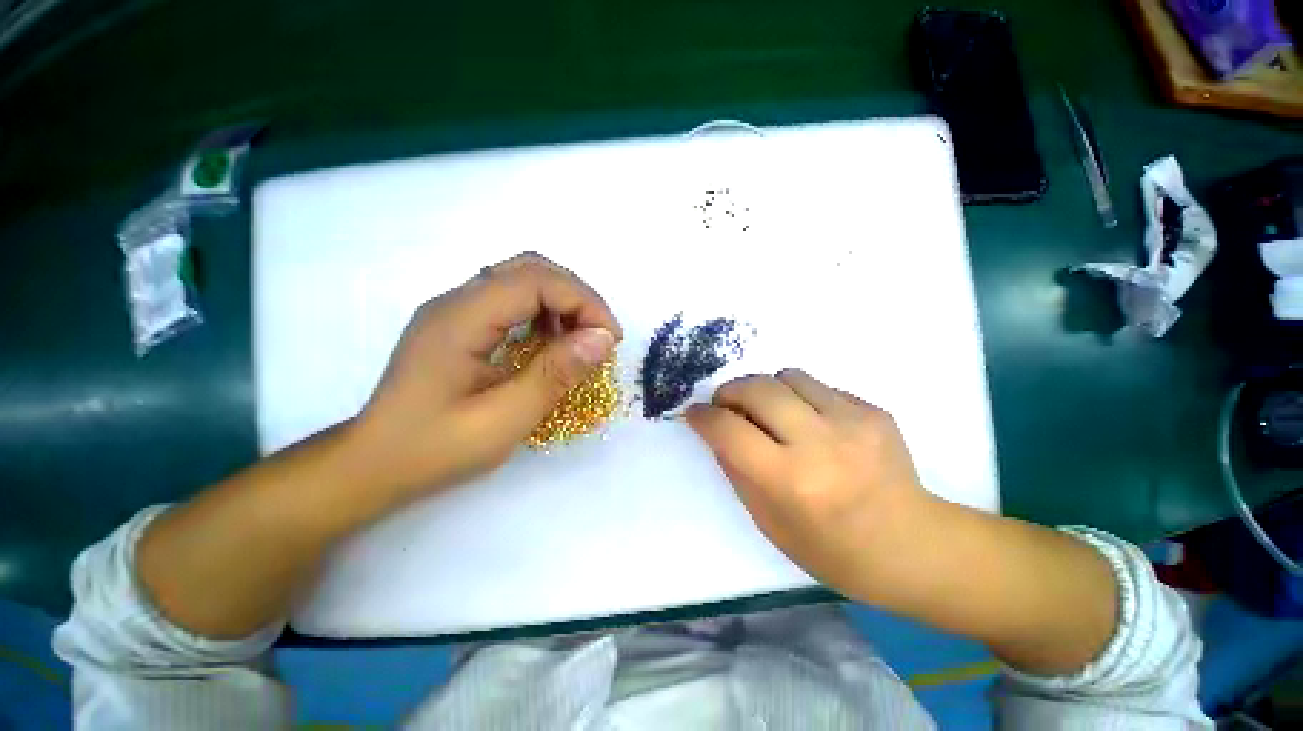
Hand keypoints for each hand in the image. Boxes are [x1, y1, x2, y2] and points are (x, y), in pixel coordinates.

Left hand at [352, 252, 621, 496]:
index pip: (536, 281)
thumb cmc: (433, 450)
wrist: (372, 465)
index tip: (610, 340)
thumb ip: (554, 375)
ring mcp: (455, 310)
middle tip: (601, 335)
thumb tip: (602, 339)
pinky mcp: (459, 324)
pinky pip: (511, 300)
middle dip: (577, 297)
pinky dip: (543, 313)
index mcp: (461, 318)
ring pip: (522, 279)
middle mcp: (456, 301)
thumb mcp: (502, 420)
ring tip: (581, 340)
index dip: (584, 302)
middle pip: (530, 269)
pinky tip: (551, 343)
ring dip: (562, 302)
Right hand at [686, 369, 934, 605]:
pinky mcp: (874, 411)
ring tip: (768, 411)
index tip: (695, 413)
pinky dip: (800, 398)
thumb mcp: (769, 522)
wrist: (912, 545)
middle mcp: (821, 443)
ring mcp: (853, 422)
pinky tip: (810, 423)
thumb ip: (736, 469)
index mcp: (791, 481)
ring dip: (766, 389)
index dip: (703, 417)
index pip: (730, 431)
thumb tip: (716, 430)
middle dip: (730, 391)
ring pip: (788, 376)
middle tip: (726, 405)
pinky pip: (819, 386)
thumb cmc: (831, 549)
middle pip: (757, 388)